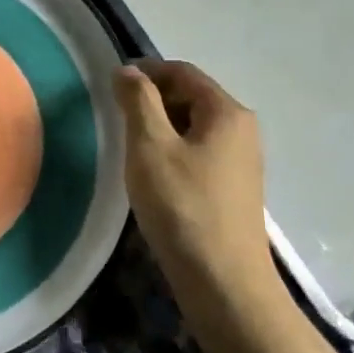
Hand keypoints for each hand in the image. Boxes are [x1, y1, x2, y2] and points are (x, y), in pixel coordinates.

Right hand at [112, 61, 276, 303]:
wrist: (223, 282)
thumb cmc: (182, 206)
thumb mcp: (150, 147)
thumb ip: (138, 102)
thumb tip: (128, 71)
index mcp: (227, 112)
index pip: (183, 72)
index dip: (147, 71)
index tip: (112, 82)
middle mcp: (242, 130)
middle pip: (192, 96)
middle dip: (153, 99)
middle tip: (116, 116)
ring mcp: (242, 161)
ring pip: (195, 127)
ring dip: (161, 127)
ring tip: (130, 146)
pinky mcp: (234, 188)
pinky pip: (200, 152)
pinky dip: (174, 150)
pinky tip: (153, 174)